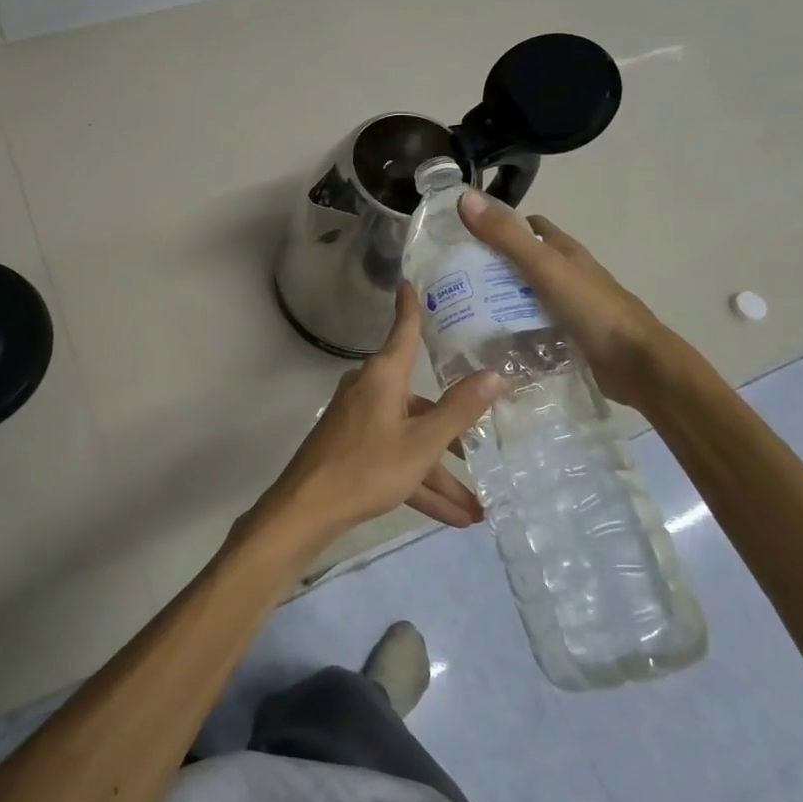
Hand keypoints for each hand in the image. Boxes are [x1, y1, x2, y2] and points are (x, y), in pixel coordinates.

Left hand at [250, 284, 503, 562]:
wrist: (307, 509)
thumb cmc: (367, 466)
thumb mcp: (422, 442)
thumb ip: (460, 409)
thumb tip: (495, 374)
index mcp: (383, 377)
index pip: (403, 331)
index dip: (410, 307)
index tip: (408, 282)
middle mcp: (370, 391)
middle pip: (420, 403)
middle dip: (452, 435)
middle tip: (485, 450)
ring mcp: (359, 421)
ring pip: (410, 440)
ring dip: (440, 474)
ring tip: (477, 509)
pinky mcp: (352, 449)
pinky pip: (395, 459)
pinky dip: (419, 484)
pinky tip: (453, 518)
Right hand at [458, 191, 672, 405]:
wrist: (636, 364)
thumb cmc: (592, 308)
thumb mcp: (544, 267)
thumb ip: (506, 237)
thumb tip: (465, 198)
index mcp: (565, 252)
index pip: (529, 228)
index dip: (500, 226)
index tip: (465, 237)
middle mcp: (568, 276)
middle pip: (525, 264)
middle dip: (493, 268)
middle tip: (454, 280)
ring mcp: (571, 308)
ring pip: (528, 298)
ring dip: (501, 302)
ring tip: (462, 313)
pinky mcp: (570, 339)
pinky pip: (534, 329)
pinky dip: (515, 332)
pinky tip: (492, 342)